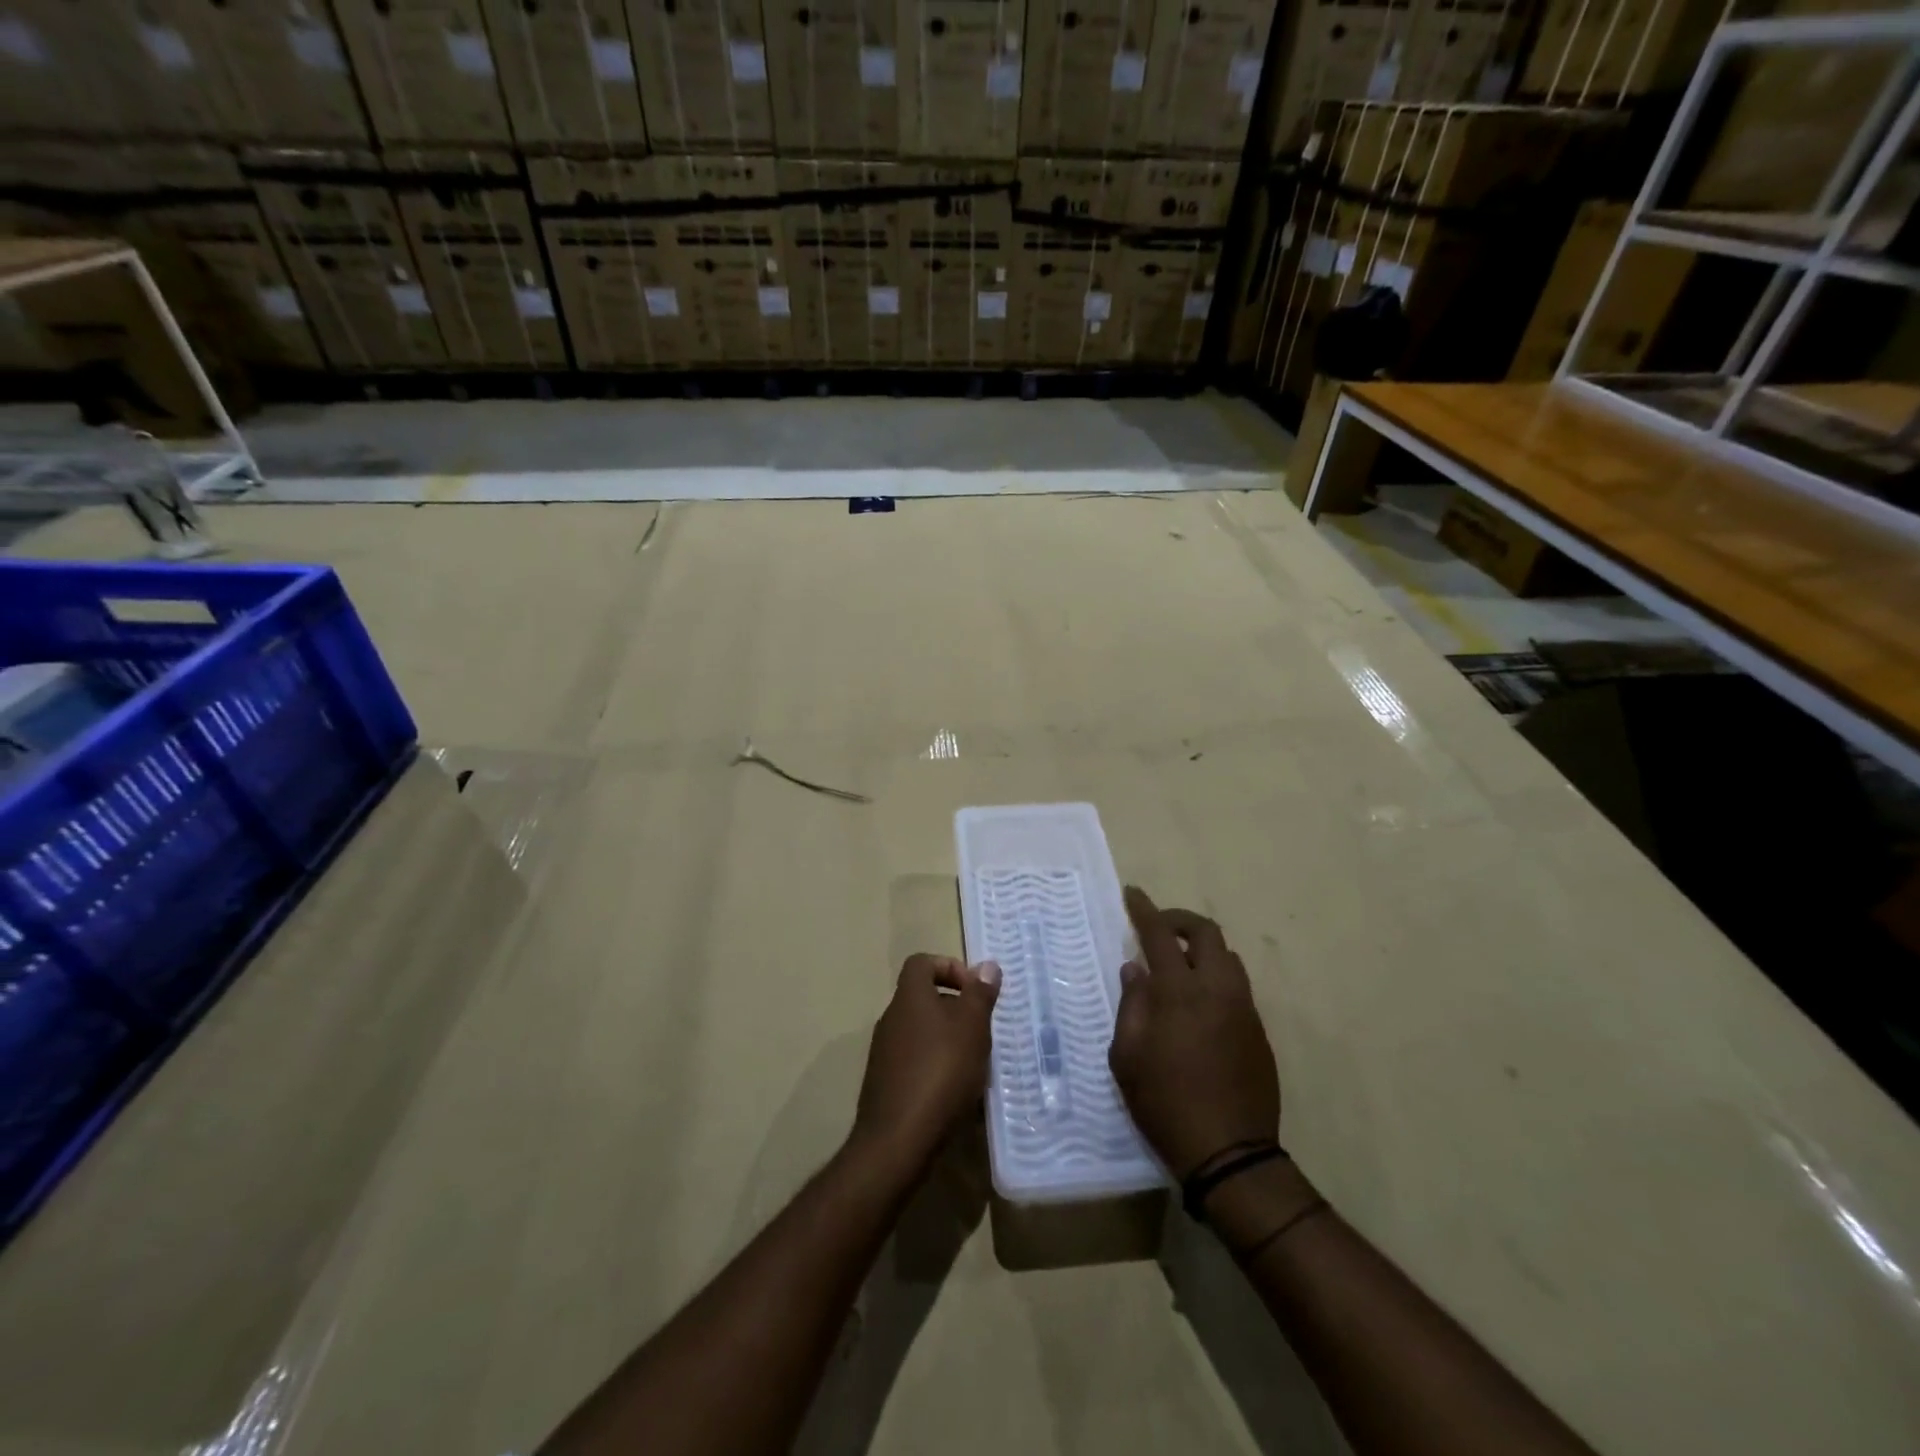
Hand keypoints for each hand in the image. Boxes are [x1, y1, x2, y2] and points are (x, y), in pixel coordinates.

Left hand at [851, 954, 1000, 1174]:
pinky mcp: (885, 1084)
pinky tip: (956, 1093)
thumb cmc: (941, 1072)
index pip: (922, 963)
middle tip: (982, 1032)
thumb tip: (987, 966)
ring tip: (975, 1065)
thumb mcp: (972, 1027)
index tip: (974, 991)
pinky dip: (936, 1068)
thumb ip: (980, 994)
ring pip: (922, 1032)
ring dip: (949, 1041)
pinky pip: (915, 1062)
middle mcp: (891, 1019)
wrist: (898, 1140)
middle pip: (924, 999)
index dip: (950, 967)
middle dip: (956, 1010)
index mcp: (909, 998)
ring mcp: (884, 1053)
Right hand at [1110, 886, 1279, 1178]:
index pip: (1160, 934)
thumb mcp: (1127, 1056)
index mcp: (1180, 992)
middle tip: (1158, 929)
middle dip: (1180, 921)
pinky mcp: (1259, 1031)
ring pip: (1228, 957)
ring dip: (1202, 949)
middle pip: (1206, 933)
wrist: (1230, 1153)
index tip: (1132, 894)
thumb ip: (1131, 1005)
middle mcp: (1217, 990)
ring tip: (1178, 966)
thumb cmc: (1165, 1103)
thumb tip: (1135, 970)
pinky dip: (1215, 977)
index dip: (1144, 910)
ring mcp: (1244, 1009)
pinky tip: (1198, 1004)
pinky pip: (1237, 987)